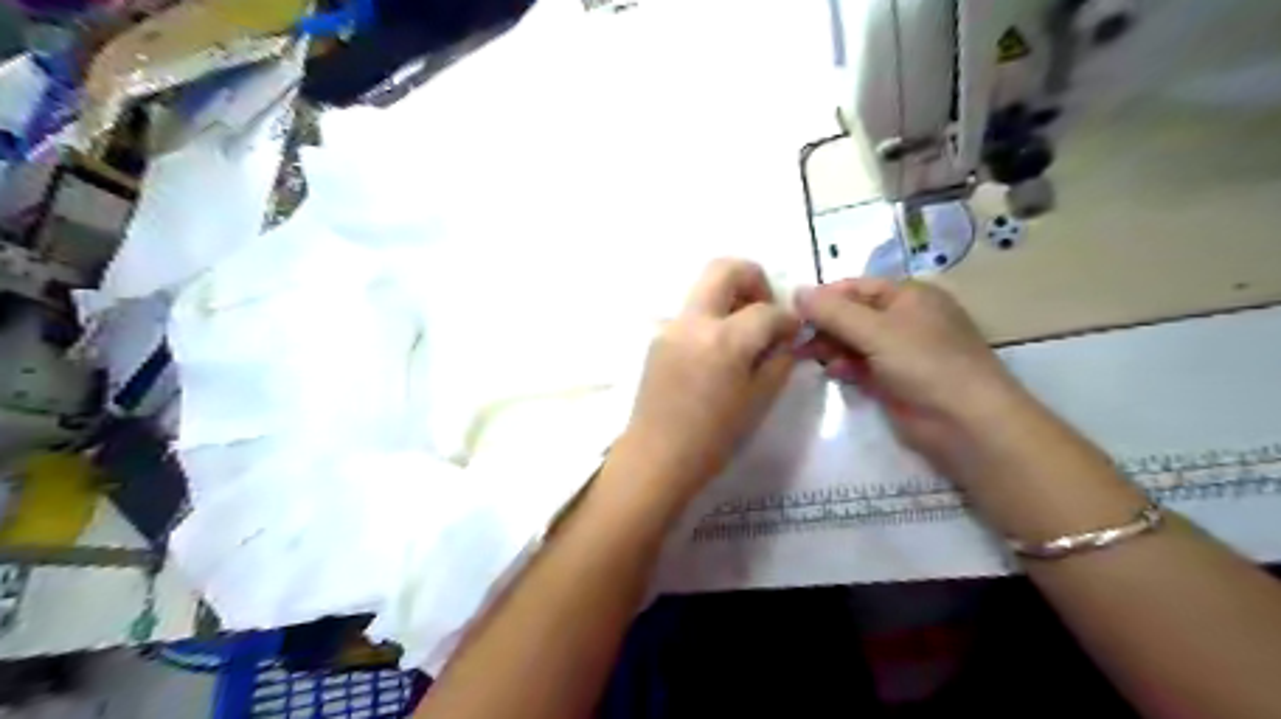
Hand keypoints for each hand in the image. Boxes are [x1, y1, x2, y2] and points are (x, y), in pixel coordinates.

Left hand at [612, 258, 798, 504]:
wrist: (657, 456)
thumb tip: (786, 339)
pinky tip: (719, 351)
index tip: (794, 331)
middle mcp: (694, 322)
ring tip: (744, 333)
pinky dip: (712, 318)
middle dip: (753, 279)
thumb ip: (778, 361)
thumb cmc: (713, 437)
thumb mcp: (758, 401)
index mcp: (724, 339)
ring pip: (704, 288)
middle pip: (725, 269)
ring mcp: (671, 327)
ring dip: (730, 298)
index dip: (788, 319)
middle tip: (765, 309)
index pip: (766, 310)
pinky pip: (691, 313)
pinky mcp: (658, 338)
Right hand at [798, 277, 1027, 468]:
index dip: (824, 297)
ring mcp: (901, 351)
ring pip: (855, 341)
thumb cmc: (924, 363)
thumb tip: (796, 292)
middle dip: (825, 325)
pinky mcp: (896, 380)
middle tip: (795, 339)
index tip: (792, 312)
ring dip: (832, 346)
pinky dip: (846, 366)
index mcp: (908, 295)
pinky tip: (834, 372)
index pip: (856, 287)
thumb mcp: (875, 330)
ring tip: (807, 355)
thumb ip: (833, 312)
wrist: (965, 422)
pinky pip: (863, 365)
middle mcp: (905, 318)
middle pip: (854, 314)